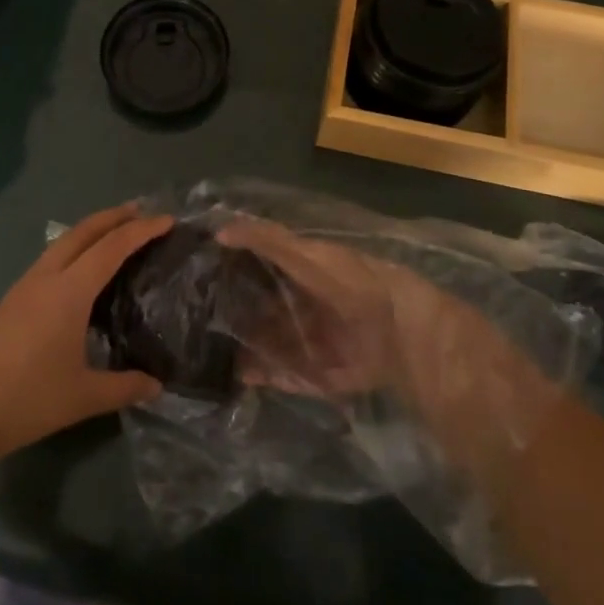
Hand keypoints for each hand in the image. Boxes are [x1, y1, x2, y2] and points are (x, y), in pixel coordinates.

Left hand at [0, 204, 170, 463]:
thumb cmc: (28, 399)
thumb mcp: (84, 396)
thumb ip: (124, 387)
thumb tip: (156, 386)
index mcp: (69, 291)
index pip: (112, 248)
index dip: (141, 231)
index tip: (167, 220)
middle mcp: (47, 277)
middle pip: (84, 231)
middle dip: (114, 216)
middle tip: (142, 212)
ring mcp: (25, 286)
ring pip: (64, 242)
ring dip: (91, 230)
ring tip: (115, 232)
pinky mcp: (12, 299)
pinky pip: (51, 258)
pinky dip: (74, 248)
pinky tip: (80, 268)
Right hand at [219, 219, 558, 487]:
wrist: (406, 337)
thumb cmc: (355, 284)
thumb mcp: (310, 255)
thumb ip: (268, 239)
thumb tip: (221, 228)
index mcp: (310, 269)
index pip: (264, 264)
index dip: (235, 266)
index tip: (201, 270)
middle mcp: (311, 303)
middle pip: (265, 305)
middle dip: (235, 311)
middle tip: (197, 317)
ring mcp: (318, 340)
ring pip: (272, 341)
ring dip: (246, 346)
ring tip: (209, 351)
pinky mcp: (327, 374)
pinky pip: (290, 374)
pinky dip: (266, 375)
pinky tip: (240, 376)